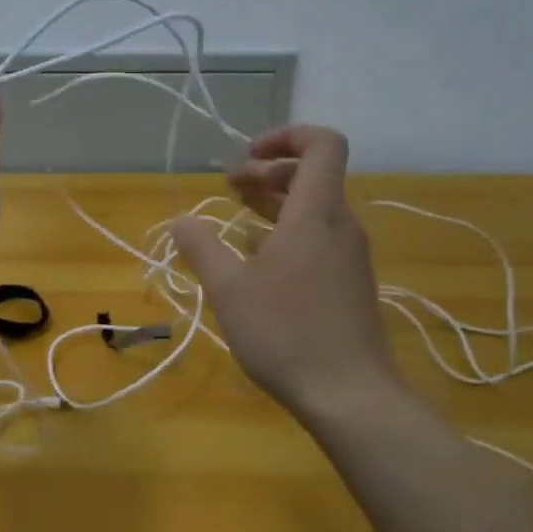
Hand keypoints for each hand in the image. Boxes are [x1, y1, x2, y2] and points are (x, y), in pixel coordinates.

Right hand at [169, 125, 402, 425]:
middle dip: (268, 172)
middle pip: (313, 175)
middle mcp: (340, 225)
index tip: (247, 155)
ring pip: (315, 209)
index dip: (286, 136)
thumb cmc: (286, 334)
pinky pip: (319, 238)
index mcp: (316, 214)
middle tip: (230, 187)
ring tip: (236, 217)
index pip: (323, 144)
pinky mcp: (349, 282)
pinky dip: (288, 233)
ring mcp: (349, 256)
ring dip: (276, 204)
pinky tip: (258, 260)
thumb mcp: (229, 290)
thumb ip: (202, 248)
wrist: (351, 396)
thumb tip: (181, 220)